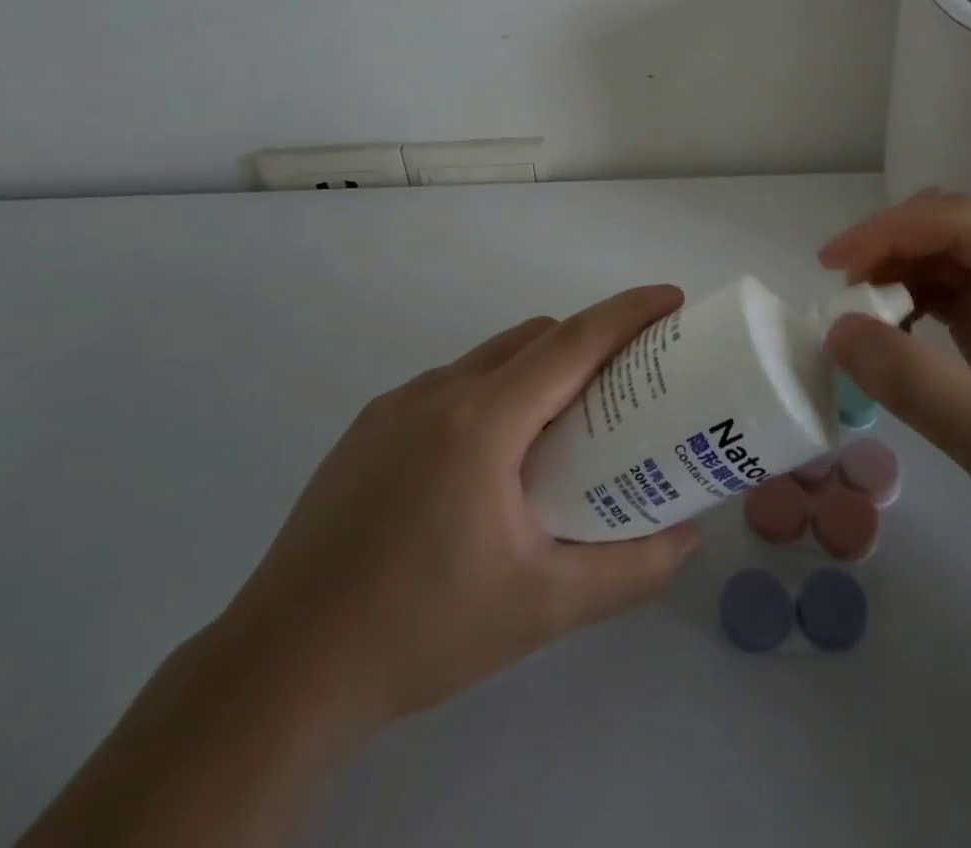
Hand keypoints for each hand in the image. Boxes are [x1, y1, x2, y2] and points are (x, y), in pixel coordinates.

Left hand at [221, 287, 701, 738]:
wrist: (281, 671)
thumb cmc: (421, 629)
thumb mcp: (542, 608)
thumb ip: (629, 570)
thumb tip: (689, 537)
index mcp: (483, 420)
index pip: (573, 342)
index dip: (629, 312)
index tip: (672, 299)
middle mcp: (439, 391)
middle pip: (534, 337)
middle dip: (589, 340)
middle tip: (630, 382)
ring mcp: (395, 406)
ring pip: (489, 358)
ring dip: (538, 369)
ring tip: (564, 428)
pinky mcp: (366, 429)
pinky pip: (450, 386)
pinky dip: (492, 393)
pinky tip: (491, 462)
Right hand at [819, 192, 970, 577]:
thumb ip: (915, 382)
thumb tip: (836, 328)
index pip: (957, 221)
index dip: (887, 231)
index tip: (830, 265)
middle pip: (948, 228)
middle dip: (887, 246)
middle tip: (839, 288)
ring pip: (942, 256)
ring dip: (894, 272)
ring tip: (855, 312)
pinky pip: (946, 291)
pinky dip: (908, 300)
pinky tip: (888, 330)